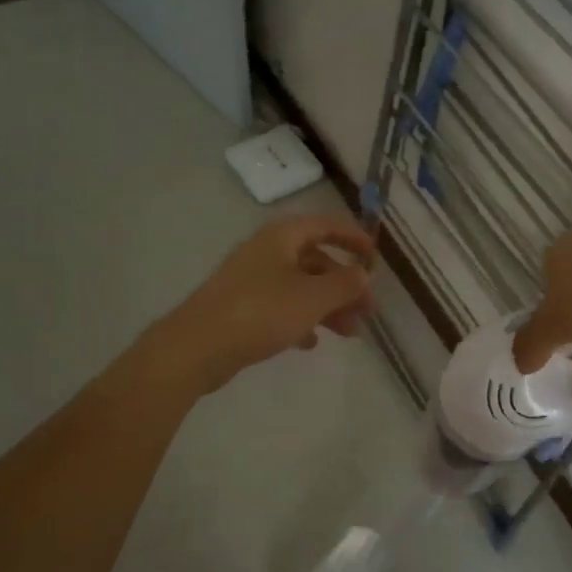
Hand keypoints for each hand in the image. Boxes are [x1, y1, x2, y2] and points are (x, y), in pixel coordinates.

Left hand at [157, 215, 375, 391]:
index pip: (326, 225)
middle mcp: (266, 252)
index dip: (353, 237)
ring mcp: (251, 280)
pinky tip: (310, 342)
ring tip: (349, 333)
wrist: (197, 346)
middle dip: (344, 284)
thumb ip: (344, 284)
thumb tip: (364, 274)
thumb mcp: (313, 297)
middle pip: (315, 260)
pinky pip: (281, 307)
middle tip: (367, 310)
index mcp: (282, 237)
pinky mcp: (241, 307)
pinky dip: (300, 319)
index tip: (375, 256)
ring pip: (301, 287)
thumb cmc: (261, 312)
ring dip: (327, 306)